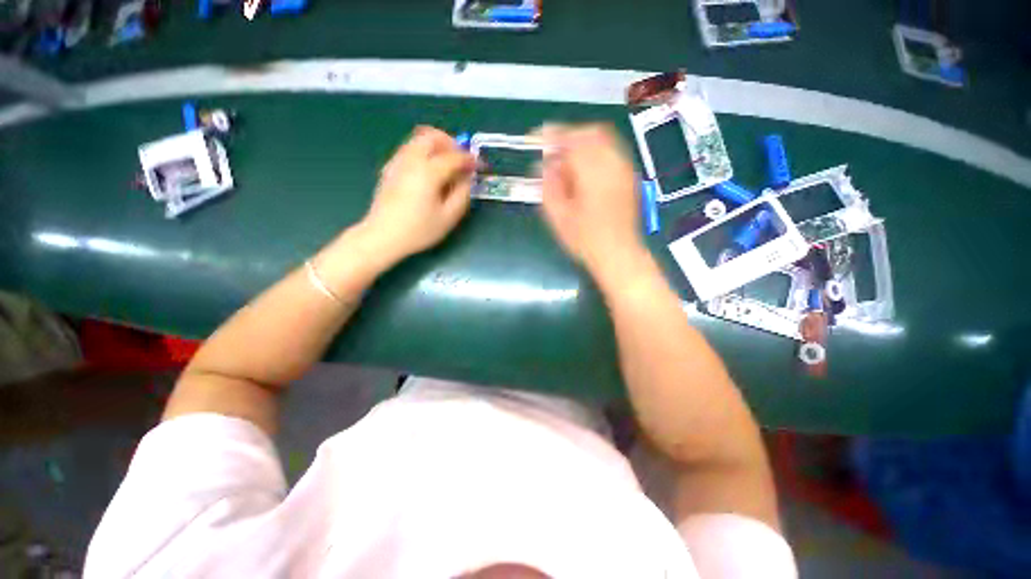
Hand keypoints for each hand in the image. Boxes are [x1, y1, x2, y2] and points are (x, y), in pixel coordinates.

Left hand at [358, 126, 475, 264]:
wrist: (383, 236)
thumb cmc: (419, 230)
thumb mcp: (449, 217)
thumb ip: (462, 194)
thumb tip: (467, 178)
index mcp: (428, 172)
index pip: (454, 156)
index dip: (470, 159)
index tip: (479, 166)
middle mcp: (411, 159)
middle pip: (432, 136)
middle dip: (450, 143)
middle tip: (461, 159)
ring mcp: (397, 162)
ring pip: (418, 140)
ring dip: (436, 146)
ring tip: (447, 165)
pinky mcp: (389, 168)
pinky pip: (409, 149)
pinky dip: (423, 152)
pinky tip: (428, 172)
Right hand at [540, 124, 648, 279]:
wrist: (619, 254)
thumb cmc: (585, 240)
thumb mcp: (558, 216)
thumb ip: (549, 186)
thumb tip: (543, 165)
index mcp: (593, 173)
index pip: (571, 140)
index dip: (552, 136)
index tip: (536, 139)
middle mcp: (613, 164)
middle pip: (591, 133)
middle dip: (569, 136)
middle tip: (553, 151)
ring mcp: (625, 169)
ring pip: (604, 139)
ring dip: (583, 143)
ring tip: (567, 160)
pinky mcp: (629, 177)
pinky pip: (612, 151)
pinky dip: (595, 152)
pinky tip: (585, 170)